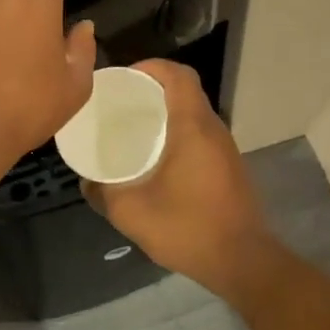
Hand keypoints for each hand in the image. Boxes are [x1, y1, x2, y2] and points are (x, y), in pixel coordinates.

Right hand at [83, 60, 270, 300]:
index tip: (123, 79)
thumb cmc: (188, 228)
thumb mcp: (132, 212)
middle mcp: (213, 129)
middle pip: (185, 90)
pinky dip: (178, 131)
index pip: (178, 75)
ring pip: (194, 112)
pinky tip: (157, 156)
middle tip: (121, 103)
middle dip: (152, 88)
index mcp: (193, 127)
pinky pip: (201, 134)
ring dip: (167, 111)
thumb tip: (86, 181)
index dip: (151, 67)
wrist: (243, 262)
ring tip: (134, 126)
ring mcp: (225, 148)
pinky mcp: (229, 166)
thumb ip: (103, 193)